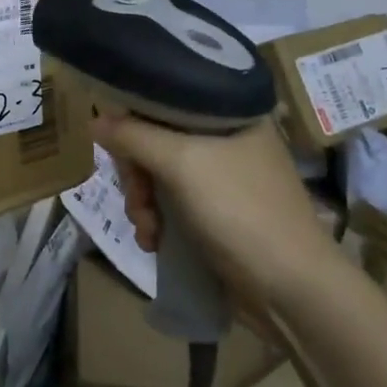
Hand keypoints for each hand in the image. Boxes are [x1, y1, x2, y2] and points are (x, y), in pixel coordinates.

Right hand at [91, 112, 343, 313]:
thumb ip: (133, 135)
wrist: (291, 290)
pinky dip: (158, 220)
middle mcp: (228, 137)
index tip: (115, 142)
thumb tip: (95, 119)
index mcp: (230, 111)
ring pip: (160, 173)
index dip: (135, 116)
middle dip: (138, 173)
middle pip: (158, 137)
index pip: (167, 96)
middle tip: (137, 201)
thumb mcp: (181, 163)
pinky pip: (172, 202)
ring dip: (144, 202)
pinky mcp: (219, 212)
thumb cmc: (240, 210)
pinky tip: (154, 242)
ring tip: (147, 231)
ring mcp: (224, 177)